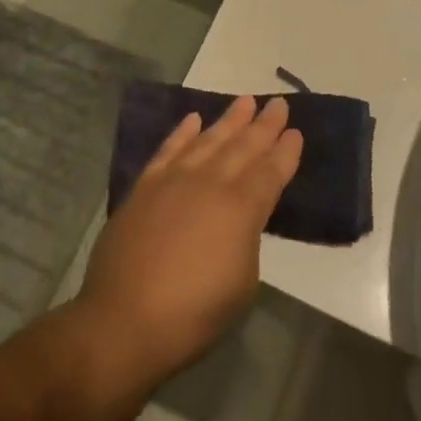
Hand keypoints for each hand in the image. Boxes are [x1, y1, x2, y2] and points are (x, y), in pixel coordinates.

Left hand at [73, 96, 302, 388]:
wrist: (124, 319)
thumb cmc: (194, 313)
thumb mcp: (242, 283)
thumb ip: (245, 239)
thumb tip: (238, 220)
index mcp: (241, 209)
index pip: (271, 172)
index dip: (285, 152)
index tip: (295, 131)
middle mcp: (210, 183)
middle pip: (243, 147)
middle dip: (264, 125)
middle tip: (278, 103)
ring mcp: (174, 181)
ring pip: (208, 140)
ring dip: (229, 120)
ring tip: (245, 101)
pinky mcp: (144, 187)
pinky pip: (168, 150)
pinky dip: (182, 132)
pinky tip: (192, 119)